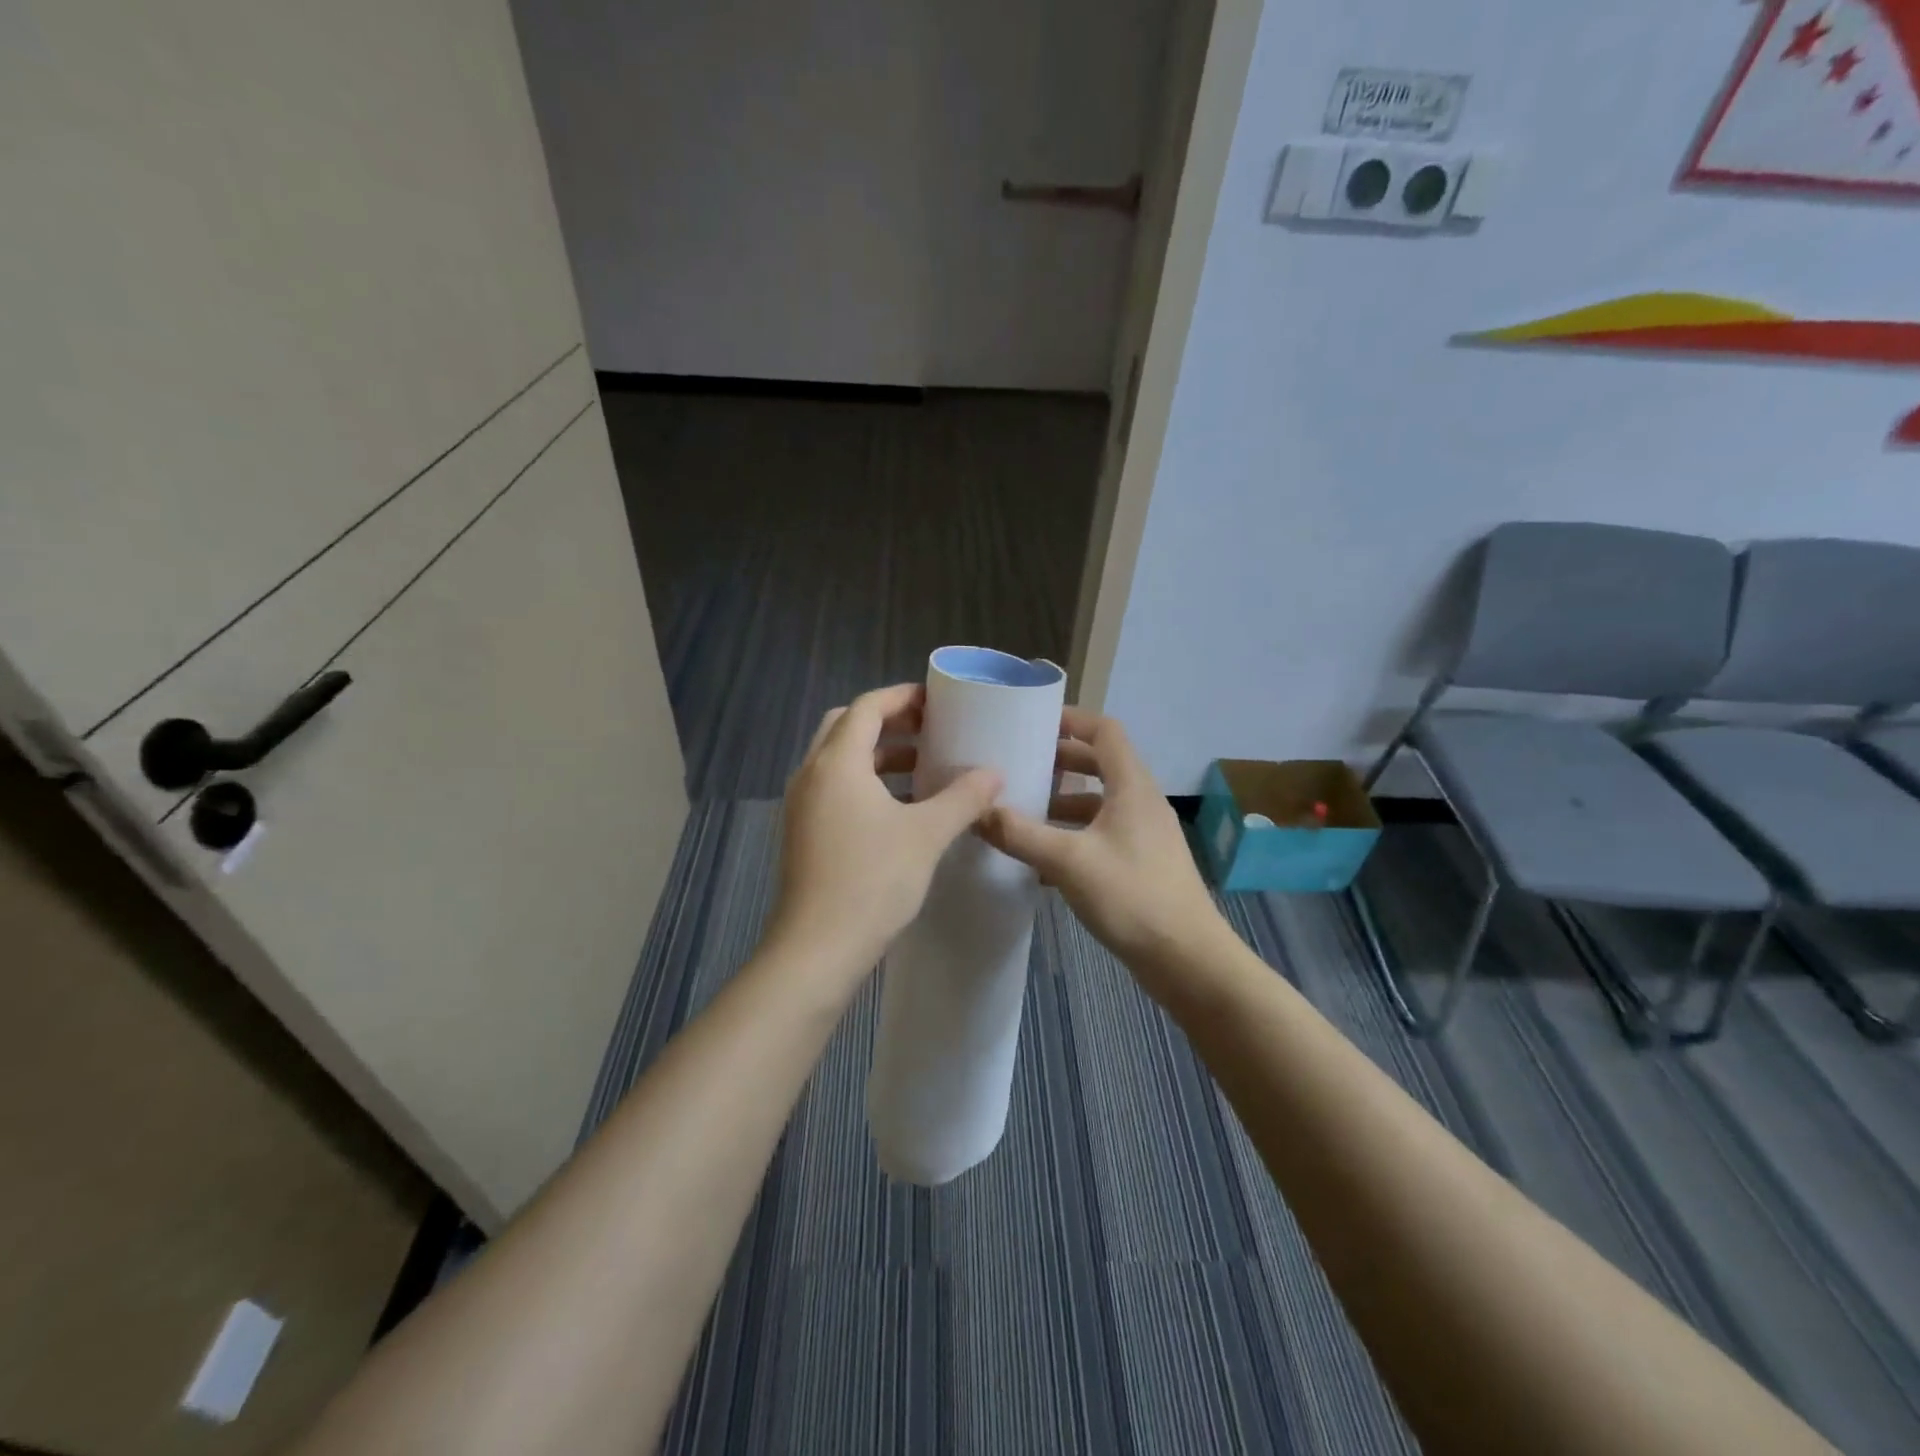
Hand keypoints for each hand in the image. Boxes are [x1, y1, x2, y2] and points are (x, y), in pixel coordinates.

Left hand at [771, 684, 1002, 979]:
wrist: (817, 949)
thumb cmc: (872, 881)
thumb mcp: (927, 835)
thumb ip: (963, 798)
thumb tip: (994, 774)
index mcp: (837, 762)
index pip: (868, 707)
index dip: (903, 697)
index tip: (937, 701)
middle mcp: (811, 774)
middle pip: (847, 726)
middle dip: (888, 722)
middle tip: (929, 730)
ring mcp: (801, 805)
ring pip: (839, 760)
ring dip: (878, 755)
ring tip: (922, 768)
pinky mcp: (802, 832)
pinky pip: (834, 788)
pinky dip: (865, 783)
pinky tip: (899, 809)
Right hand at [977, 707, 1223, 995]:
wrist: (1186, 958)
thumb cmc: (1132, 896)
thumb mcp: (1068, 861)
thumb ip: (1020, 834)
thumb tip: (978, 812)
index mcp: (1132, 786)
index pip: (1105, 731)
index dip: (1072, 720)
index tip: (1033, 721)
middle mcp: (1141, 802)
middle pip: (1101, 765)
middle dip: (1061, 761)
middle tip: (1021, 764)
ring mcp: (1144, 834)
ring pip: (1100, 803)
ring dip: (1064, 803)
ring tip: (1023, 811)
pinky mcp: (1141, 863)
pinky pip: (1102, 834)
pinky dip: (1073, 835)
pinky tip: (1043, 860)